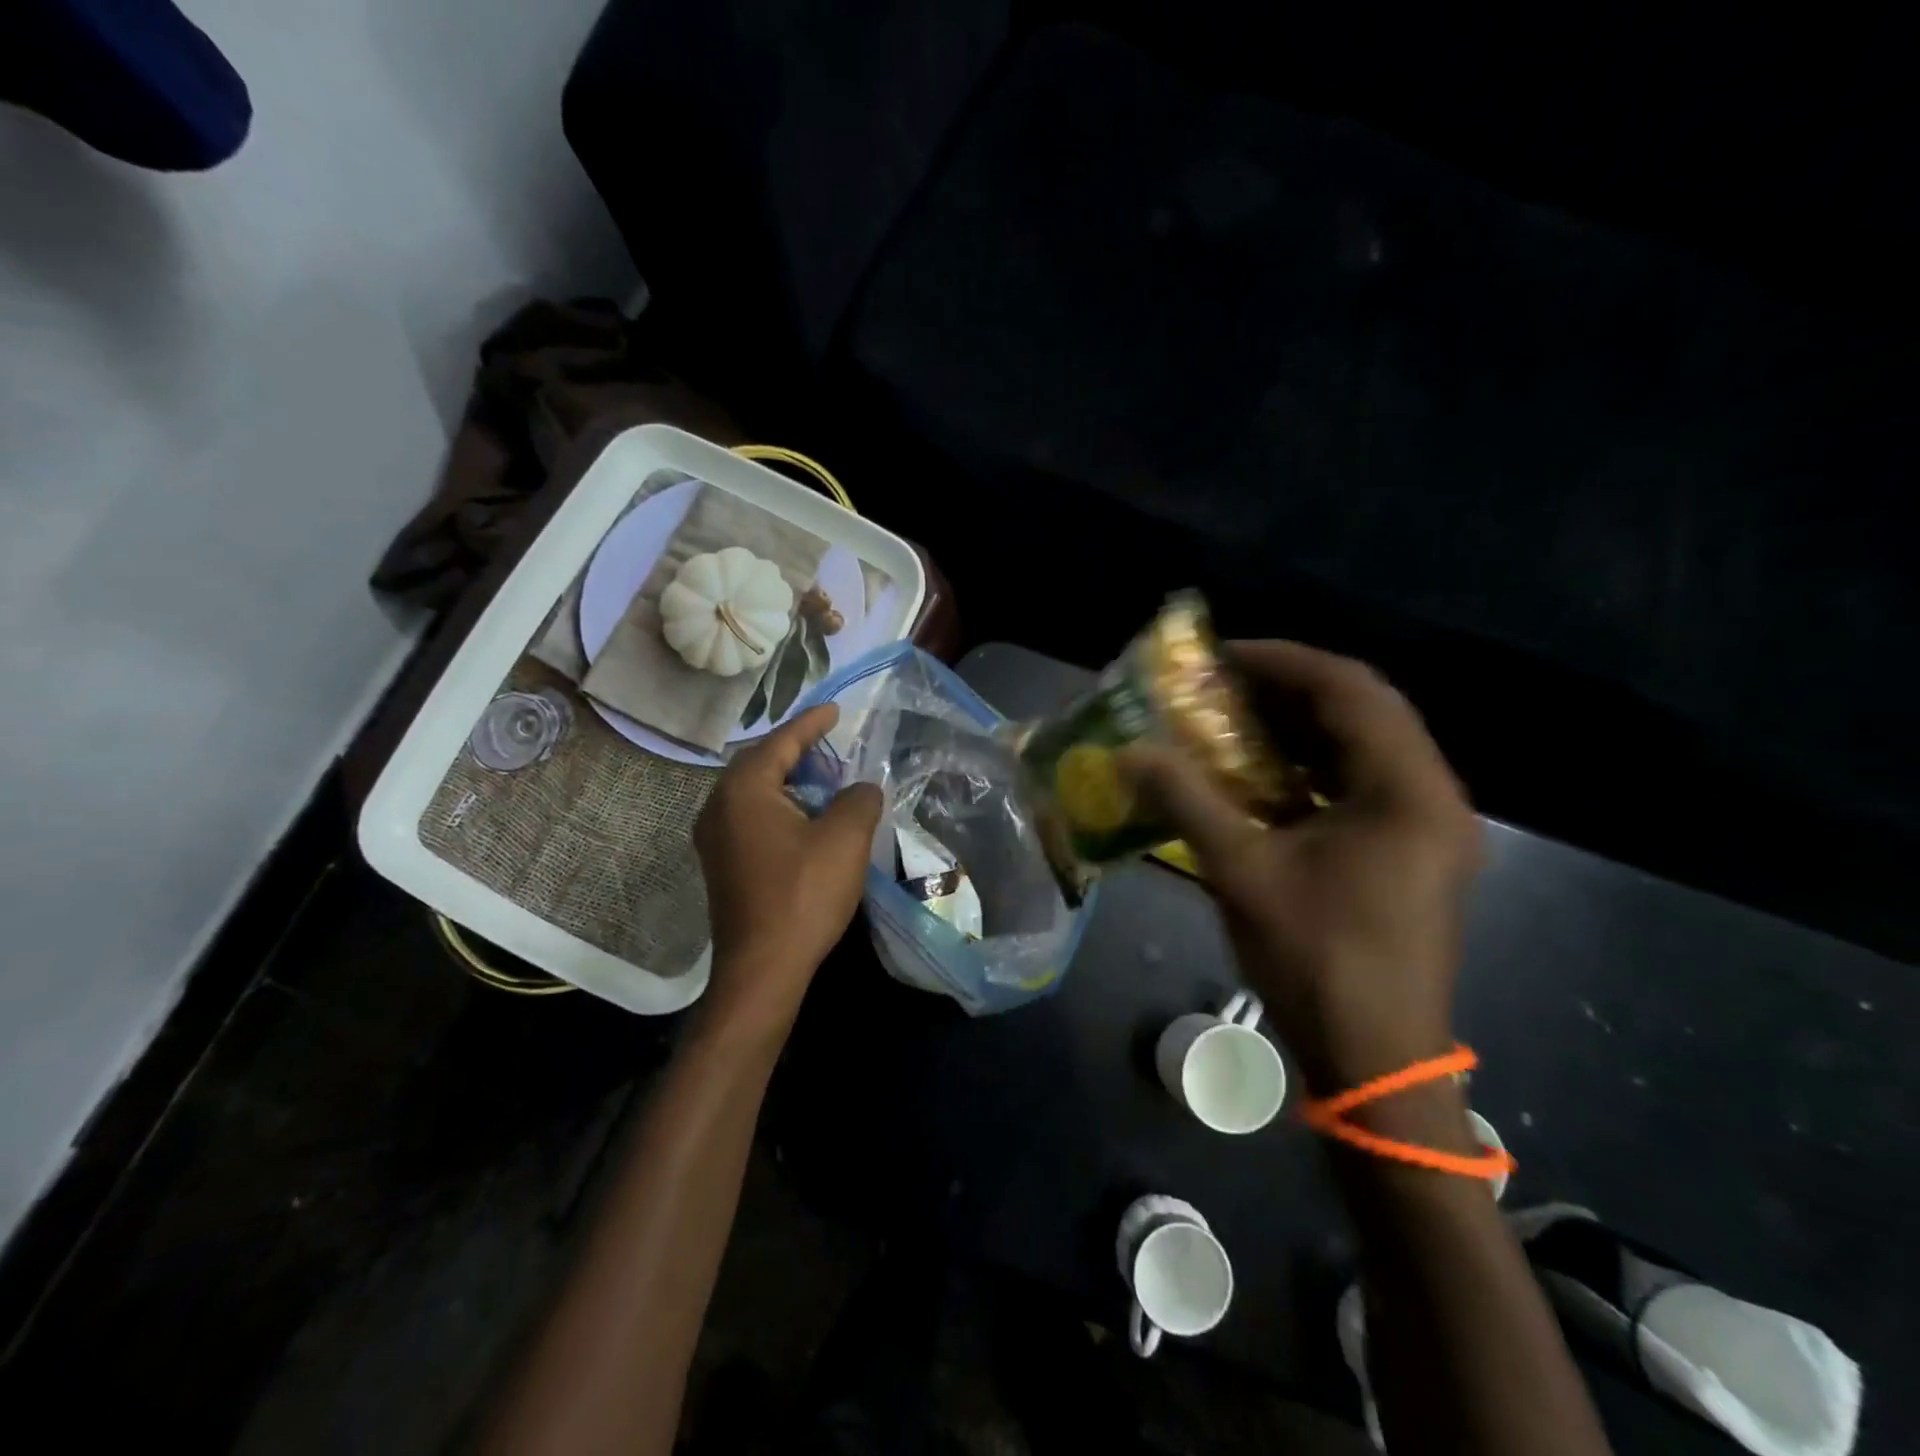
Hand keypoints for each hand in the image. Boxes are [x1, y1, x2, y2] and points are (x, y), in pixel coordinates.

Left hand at [693, 704, 883, 1036]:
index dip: (811, 724)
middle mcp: (718, 807)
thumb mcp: (845, 838)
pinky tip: (804, 820)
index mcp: (743, 790)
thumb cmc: (803, 894)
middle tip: (831, 744)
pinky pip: (750, 818)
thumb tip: (860, 788)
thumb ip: (858, 799)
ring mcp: (714, 839)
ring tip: (823, 779)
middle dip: (797, 750)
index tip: (835, 709)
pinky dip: (779, 807)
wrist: (762, 968)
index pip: (780, 742)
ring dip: (788, 781)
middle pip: (760, 764)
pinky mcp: (721, 865)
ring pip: (754, 793)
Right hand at [1124, 642, 1482, 1093]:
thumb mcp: (1241, 872)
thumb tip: (1129, 752)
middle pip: (1363, 711)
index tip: (1222, 657)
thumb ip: (1185, 801)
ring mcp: (1428, 827)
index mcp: (1407, 790)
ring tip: (1237, 721)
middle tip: (1224, 685)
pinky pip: (1362, 785)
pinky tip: (1263, 777)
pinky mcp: (1413, 853)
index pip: (1350, 690)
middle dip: (1289, 690)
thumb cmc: (1316, 959)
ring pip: (1365, 748)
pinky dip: (1312, 768)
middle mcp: (1431, 796)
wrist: (1377, 1061)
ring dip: (1300, 728)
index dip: (1282, 662)